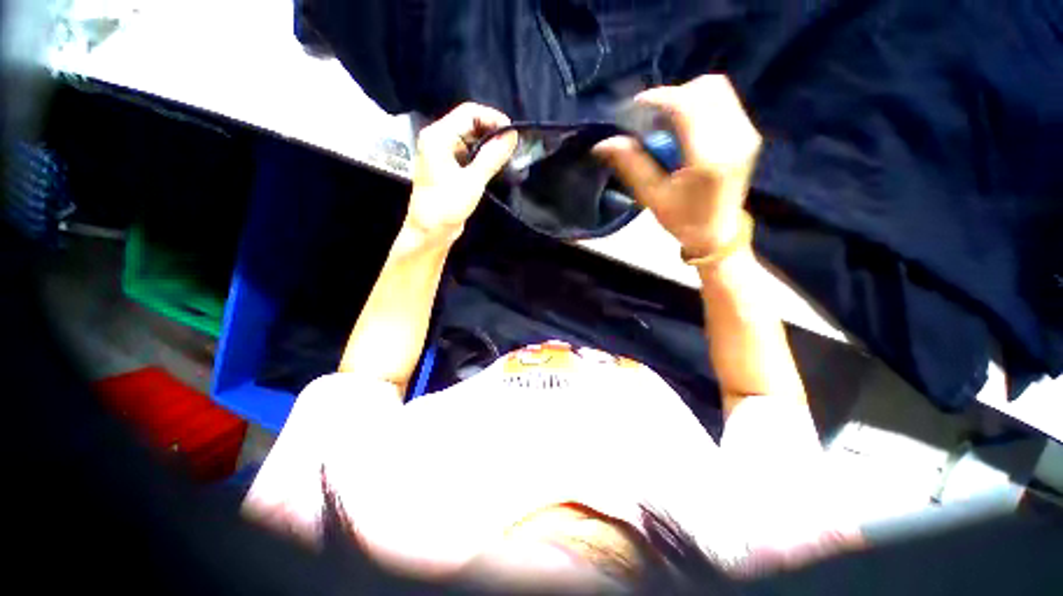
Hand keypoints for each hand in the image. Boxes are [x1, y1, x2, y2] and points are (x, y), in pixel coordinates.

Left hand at [407, 103, 517, 240]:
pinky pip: (467, 152)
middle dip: (492, 130)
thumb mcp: (472, 181)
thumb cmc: (447, 205)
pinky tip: (495, 163)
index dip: (493, 118)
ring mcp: (442, 153)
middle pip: (468, 123)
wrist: (430, 231)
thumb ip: (492, 156)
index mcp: (438, 136)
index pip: (468, 113)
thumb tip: (512, 135)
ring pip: (469, 138)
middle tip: (512, 145)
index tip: (513, 133)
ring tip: (507, 154)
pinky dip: (481, 155)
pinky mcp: (447, 167)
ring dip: (488, 143)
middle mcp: (438, 139)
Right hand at [595, 75, 761, 259]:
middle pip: (706, 87)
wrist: (718, 233)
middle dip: (673, 95)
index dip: (659, 98)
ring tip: (667, 122)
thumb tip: (603, 142)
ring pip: (717, 89)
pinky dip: (699, 104)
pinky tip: (683, 127)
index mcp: (709, 157)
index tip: (636, 108)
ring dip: (686, 98)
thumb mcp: (652, 196)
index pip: (687, 105)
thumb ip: (631, 164)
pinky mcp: (748, 133)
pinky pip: (723, 101)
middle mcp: (734, 137)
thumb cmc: (682, 219)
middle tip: (651, 117)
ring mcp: (746, 133)